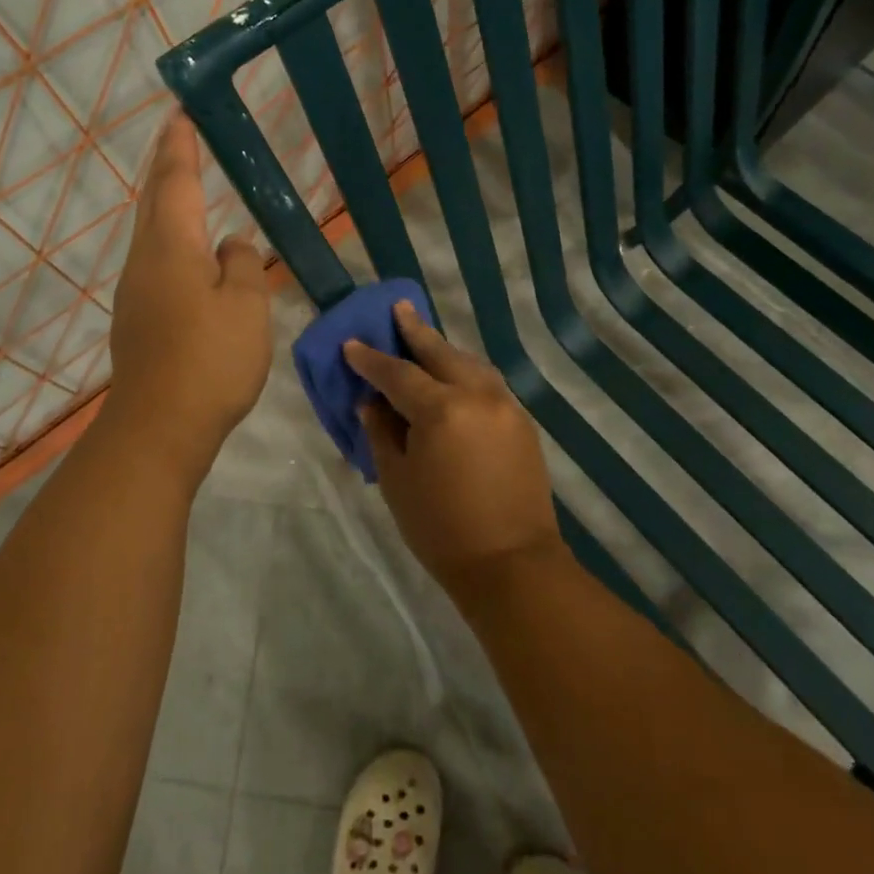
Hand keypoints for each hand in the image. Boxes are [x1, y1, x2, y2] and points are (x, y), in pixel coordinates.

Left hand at [107, 112, 271, 476]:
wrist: (158, 428)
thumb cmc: (209, 359)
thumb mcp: (246, 305)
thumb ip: (242, 264)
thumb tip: (230, 244)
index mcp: (172, 246)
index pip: (176, 180)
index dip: (180, 145)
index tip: (182, 112)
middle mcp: (145, 259)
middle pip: (154, 199)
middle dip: (165, 164)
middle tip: (178, 134)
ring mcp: (136, 290)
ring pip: (151, 230)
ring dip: (165, 199)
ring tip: (184, 182)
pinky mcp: (138, 317)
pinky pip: (155, 258)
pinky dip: (170, 235)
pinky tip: (189, 250)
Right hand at [345, 303, 562, 594]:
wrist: (512, 565)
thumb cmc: (441, 529)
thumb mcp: (397, 481)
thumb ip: (382, 433)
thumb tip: (372, 403)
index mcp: (441, 409)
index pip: (397, 373)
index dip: (371, 359)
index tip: (352, 344)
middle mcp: (476, 395)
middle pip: (440, 353)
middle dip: (415, 331)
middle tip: (399, 309)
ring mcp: (504, 405)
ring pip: (469, 363)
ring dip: (444, 350)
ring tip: (425, 339)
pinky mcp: (522, 421)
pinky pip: (488, 383)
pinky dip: (466, 373)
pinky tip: (455, 377)